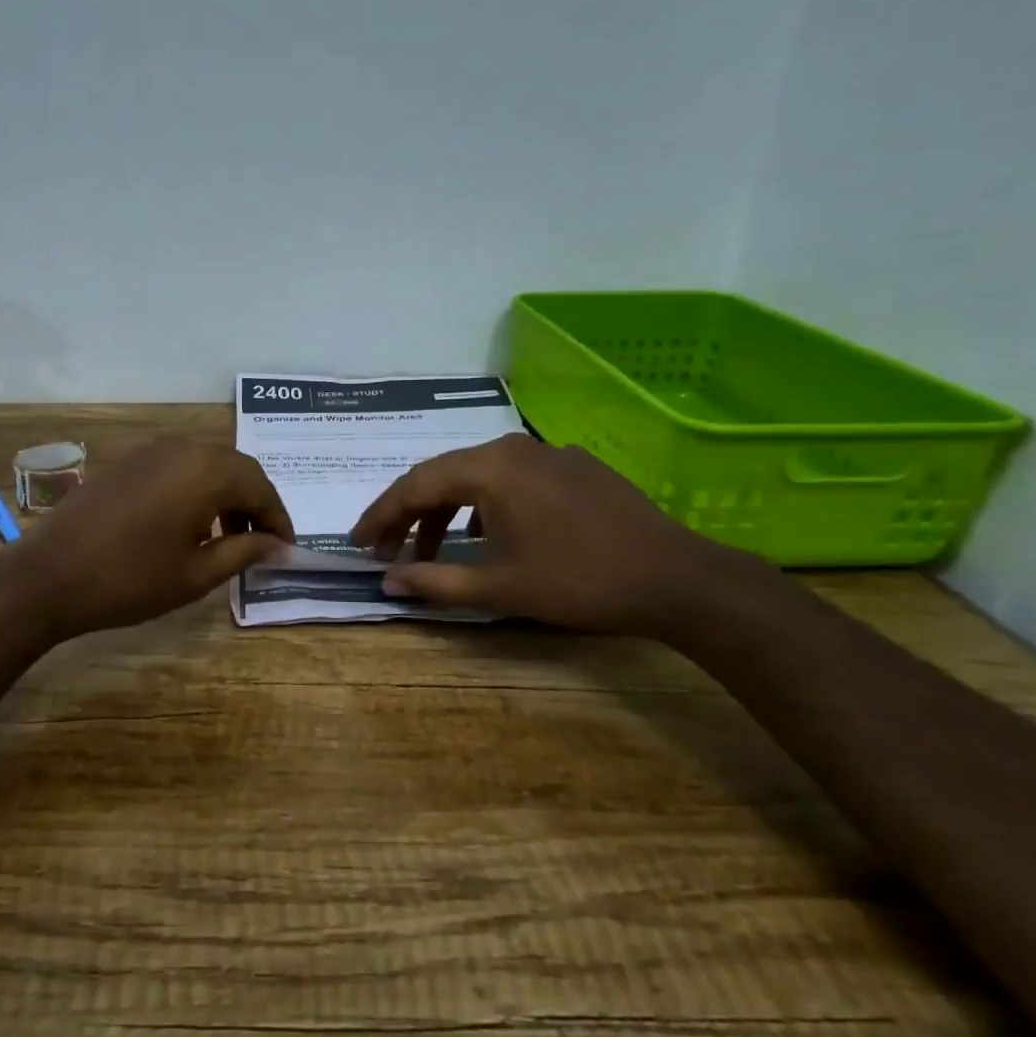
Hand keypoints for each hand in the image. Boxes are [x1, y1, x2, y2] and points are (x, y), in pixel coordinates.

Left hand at [0, 437, 293, 640]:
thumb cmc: (130, 580)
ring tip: (228, 539)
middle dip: (255, 505)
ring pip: (206, 465)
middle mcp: (183, 448)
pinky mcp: (128, 462)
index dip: (278, 519)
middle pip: (236, 469)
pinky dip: (196, 490)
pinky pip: (178, 467)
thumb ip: (244, 552)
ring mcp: (151, 451)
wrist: (48, 575)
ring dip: (226, 496)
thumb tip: (279, 546)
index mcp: (206, 471)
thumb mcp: (196, 574)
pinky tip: (189, 525)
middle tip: (261, 543)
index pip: (260, 487)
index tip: (286, 549)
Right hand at [348, 433, 736, 634]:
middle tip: (387, 551)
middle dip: (408, 515)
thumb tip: (387, 582)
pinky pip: (509, 479)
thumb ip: (435, 581)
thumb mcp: (500, 588)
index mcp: (488, 468)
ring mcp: (545, 453)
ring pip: (475, 477)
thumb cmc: (579, 582)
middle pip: (441, 475)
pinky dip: (483, 506)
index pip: (414, 486)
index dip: (380, 516)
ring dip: (446, 512)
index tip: (358, 544)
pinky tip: (485, 535)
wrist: (677, 578)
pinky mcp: (572, 466)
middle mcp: (510, 448)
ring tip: (432, 550)